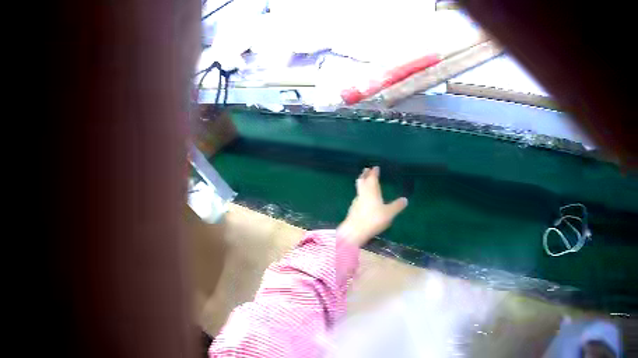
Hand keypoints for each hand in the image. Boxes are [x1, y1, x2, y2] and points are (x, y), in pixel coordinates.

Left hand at [337, 167, 407, 246]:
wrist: (354, 231)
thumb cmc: (373, 220)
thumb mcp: (389, 213)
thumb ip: (397, 206)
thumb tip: (405, 199)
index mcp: (371, 191)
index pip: (372, 178)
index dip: (374, 172)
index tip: (375, 167)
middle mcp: (362, 193)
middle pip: (362, 181)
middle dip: (365, 175)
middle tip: (366, 170)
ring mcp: (356, 201)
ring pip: (359, 189)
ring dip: (362, 184)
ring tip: (365, 183)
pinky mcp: (352, 210)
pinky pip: (358, 198)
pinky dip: (361, 195)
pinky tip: (363, 200)